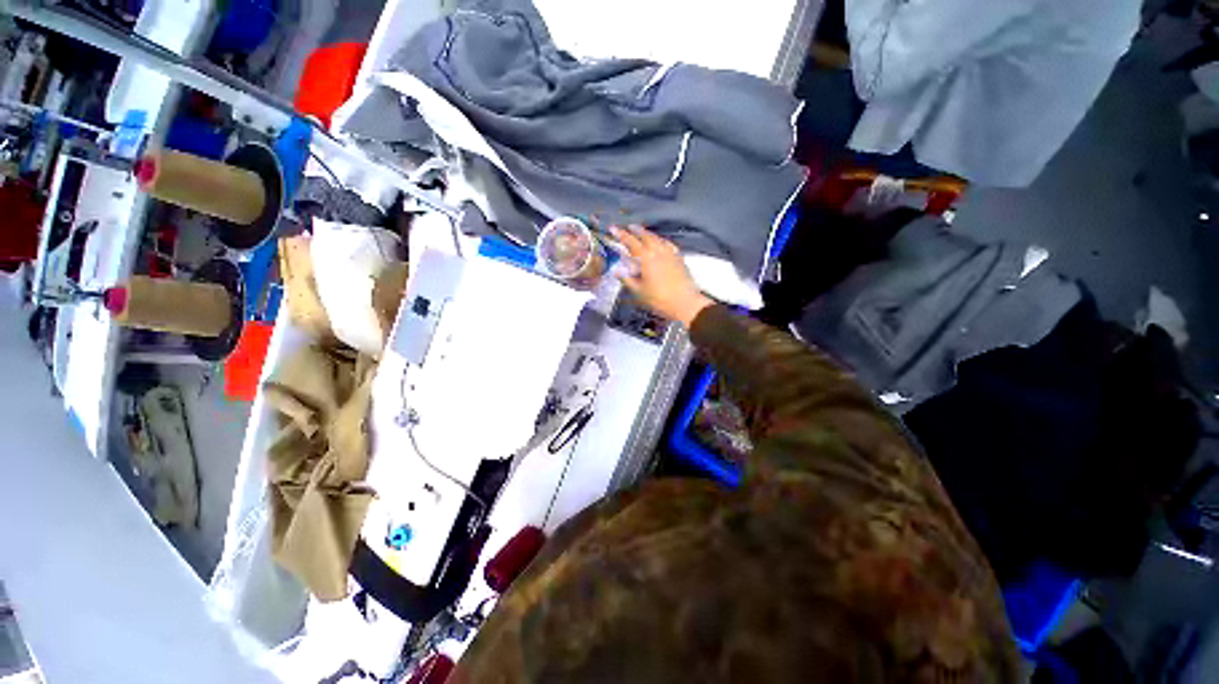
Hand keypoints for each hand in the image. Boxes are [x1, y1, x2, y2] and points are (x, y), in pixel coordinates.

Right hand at [610, 225, 712, 327]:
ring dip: (648, 234)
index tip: (613, 229)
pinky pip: (668, 244)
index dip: (621, 234)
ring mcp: (670, 253)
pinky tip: (661, 243)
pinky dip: (661, 241)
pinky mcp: (679, 258)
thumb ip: (627, 279)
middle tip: (628, 227)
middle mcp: (658, 251)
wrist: (684, 303)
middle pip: (645, 236)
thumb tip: (617, 272)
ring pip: (657, 238)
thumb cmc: (659, 299)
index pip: (630, 242)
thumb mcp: (638, 291)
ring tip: (643, 232)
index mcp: (646, 258)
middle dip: (636, 230)